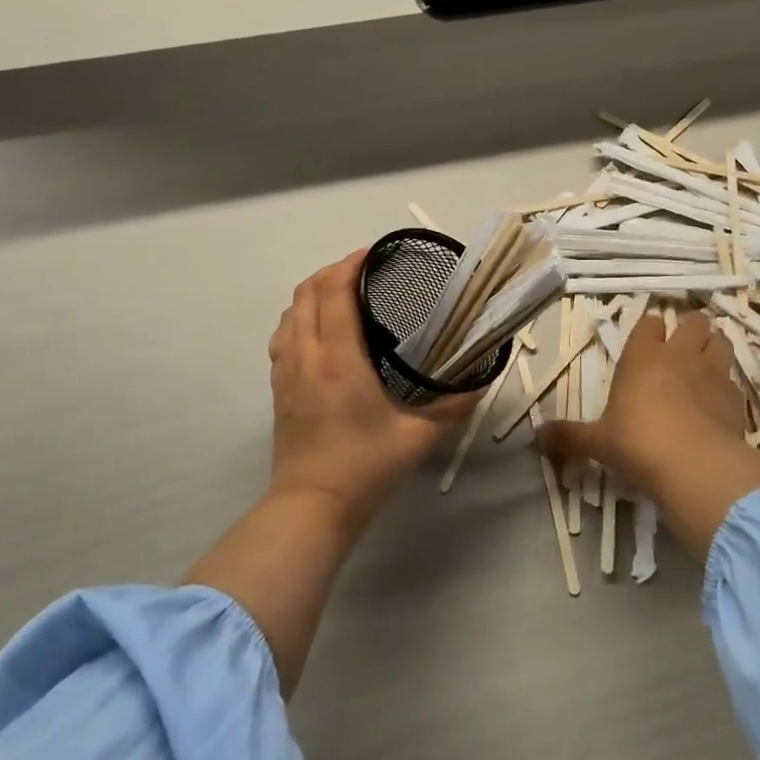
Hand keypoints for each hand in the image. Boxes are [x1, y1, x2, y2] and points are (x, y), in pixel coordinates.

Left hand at [267, 251, 475, 528]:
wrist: (312, 506)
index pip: (335, 292)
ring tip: (341, 291)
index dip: (350, 265)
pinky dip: (298, 318)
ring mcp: (287, 372)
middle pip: (307, 294)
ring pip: (290, 313)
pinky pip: (283, 337)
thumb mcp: (419, 437)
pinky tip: (318, 329)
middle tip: (364, 269)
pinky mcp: (279, 389)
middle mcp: (307, 355)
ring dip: (312, 292)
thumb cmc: (366, 466)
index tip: (373, 253)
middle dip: (332, 271)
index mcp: (338, 358)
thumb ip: (453, 407)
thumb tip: (481, 384)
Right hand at [539, 312, 746, 494]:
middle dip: (690, 329)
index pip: (650, 323)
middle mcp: (680, 356)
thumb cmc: (638, 444)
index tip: (648, 341)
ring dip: (715, 347)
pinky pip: (734, 380)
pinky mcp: (736, 398)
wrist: (696, 466)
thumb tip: (534, 436)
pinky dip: (728, 385)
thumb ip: (569, 436)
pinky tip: (720, 402)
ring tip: (707, 363)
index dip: (650, 330)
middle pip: (694, 322)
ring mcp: (713, 373)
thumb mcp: (598, 443)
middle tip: (682, 348)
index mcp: (643, 357)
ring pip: (722, 342)